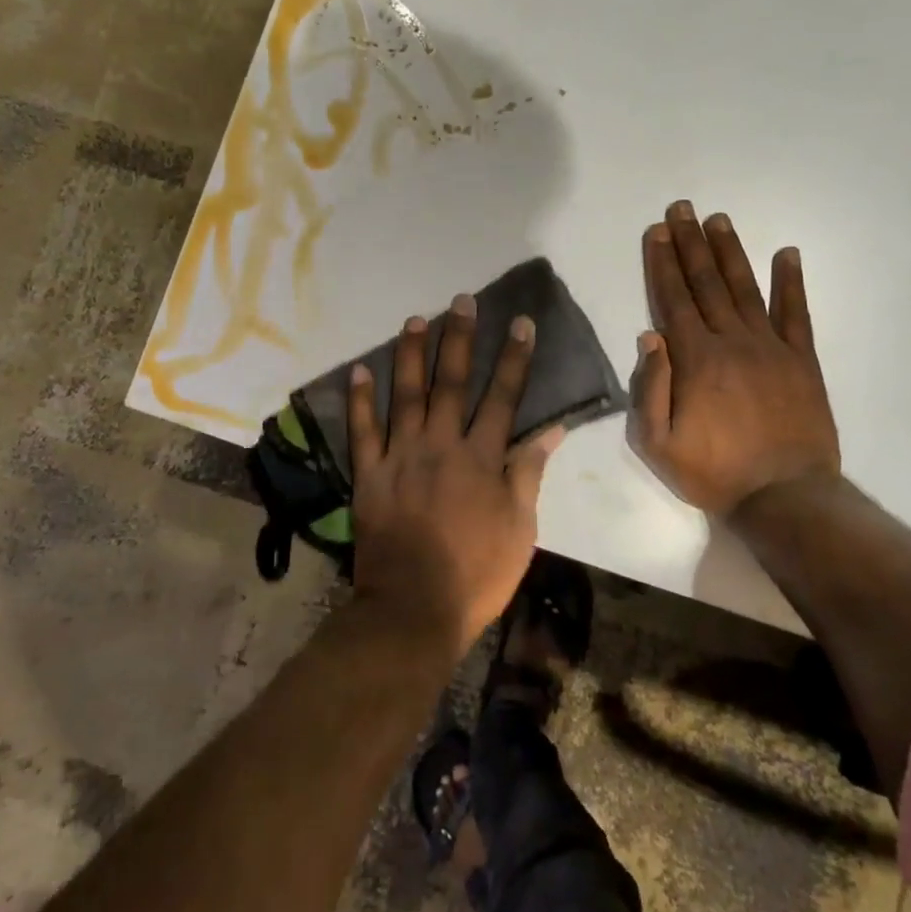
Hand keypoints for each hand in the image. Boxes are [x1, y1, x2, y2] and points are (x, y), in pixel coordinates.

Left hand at [348, 295, 564, 657]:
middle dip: (459, 339)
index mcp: (482, 459)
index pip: (503, 397)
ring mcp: (400, 458)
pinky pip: (362, 431)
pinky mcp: (369, 475)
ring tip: (415, 319)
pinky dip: (360, 400)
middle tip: (461, 301)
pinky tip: (359, 369)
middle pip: (452, 383)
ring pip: (405, 395)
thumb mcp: (520, 528)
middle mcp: (441, 446)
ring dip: (411, 355)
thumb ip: (529, 473)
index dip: (513, 358)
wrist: (414, 609)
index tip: (520, 323)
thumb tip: (551, 430)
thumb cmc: (477, 573)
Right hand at [629, 201, 840, 515]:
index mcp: (695, 359)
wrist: (784, 496)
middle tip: (682, 208)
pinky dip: (791, 281)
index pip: (673, 299)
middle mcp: (732, 341)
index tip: (657, 231)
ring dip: (730, 251)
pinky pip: (796, 313)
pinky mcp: (802, 360)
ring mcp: (771, 347)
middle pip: (707, 283)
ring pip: (746, 288)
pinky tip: (787, 253)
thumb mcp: (657, 443)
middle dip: (691, 244)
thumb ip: (649, 387)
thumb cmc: (712, 472)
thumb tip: (649, 335)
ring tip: (719, 220)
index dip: (663, 263)